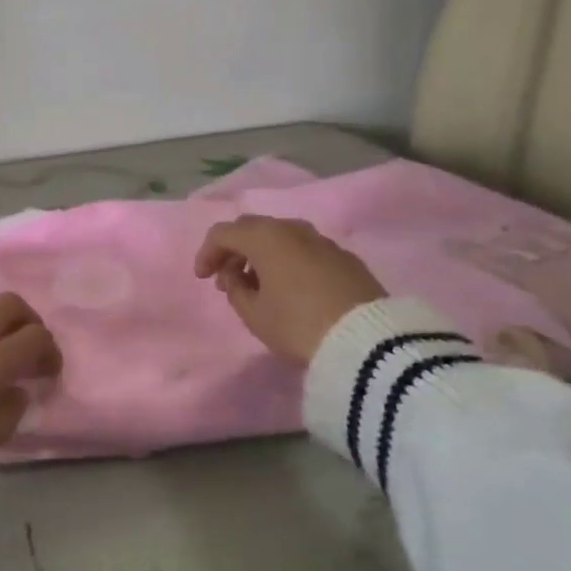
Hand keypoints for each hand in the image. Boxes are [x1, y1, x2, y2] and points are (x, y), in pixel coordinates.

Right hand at [193, 215, 385, 362]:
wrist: (368, 342)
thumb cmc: (298, 325)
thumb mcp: (254, 314)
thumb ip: (235, 290)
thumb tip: (236, 275)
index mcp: (265, 237)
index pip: (223, 233)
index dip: (207, 253)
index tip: (202, 279)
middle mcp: (293, 229)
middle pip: (253, 228)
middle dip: (234, 250)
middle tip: (227, 278)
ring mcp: (323, 241)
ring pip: (282, 237)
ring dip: (262, 255)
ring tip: (259, 286)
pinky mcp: (346, 258)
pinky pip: (305, 250)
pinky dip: (289, 261)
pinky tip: (291, 288)